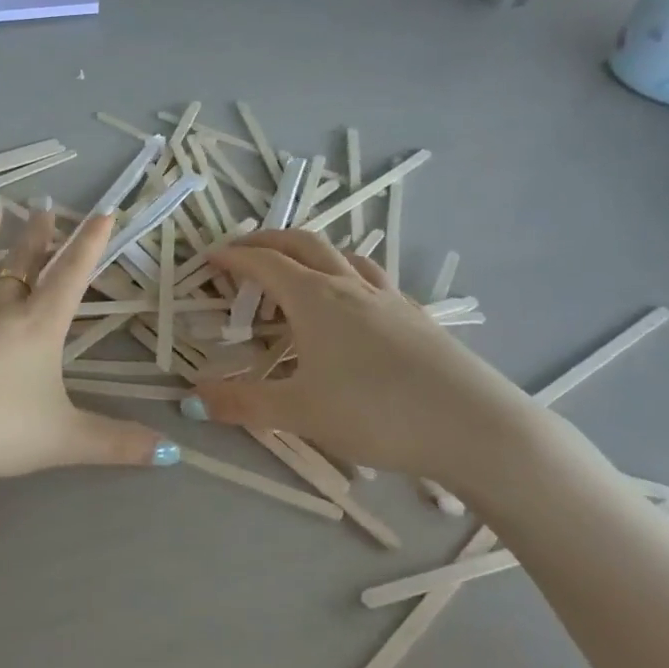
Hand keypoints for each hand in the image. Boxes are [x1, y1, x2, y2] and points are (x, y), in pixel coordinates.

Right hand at [183, 230, 552, 495]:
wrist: (474, 427)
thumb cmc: (376, 413)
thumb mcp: (299, 413)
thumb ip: (243, 403)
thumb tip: (193, 399)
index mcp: (315, 298)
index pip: (264, 263)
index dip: (233, 257)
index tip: (209, 259)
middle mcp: (350, 286)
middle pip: (303, 243)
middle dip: (268, 240)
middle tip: (243, 251)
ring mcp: (389, 298)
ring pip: (343, 256)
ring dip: (311, 252)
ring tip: (297, 270)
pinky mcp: (417, 317)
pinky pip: (372, 279)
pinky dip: (346, 275)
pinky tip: (353, 304)